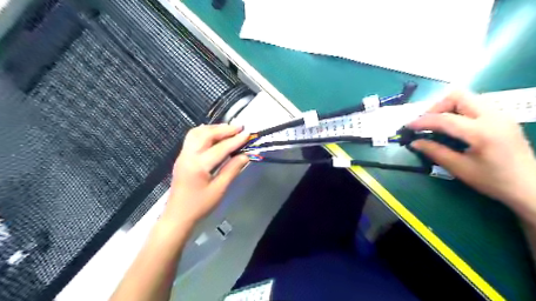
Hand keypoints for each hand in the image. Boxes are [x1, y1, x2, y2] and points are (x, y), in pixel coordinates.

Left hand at [162, 123, 249, 225]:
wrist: (177, 216)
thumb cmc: (200, 206)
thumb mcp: (219, 189)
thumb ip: (232, 170)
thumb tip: (245, 155)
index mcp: (198, 166)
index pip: (220, 148)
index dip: (235, 140)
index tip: (248, 133)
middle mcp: (188, 156)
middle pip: (206, 134)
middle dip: (224, 129)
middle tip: (239, 127)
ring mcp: (183, 155)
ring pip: (197, 133)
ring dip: (213, 128)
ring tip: (228, 129)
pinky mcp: (182, 157)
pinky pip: (192, 138)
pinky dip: (205, 132)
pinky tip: (214, 135)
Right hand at [409, 92, 535, 211]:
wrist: (531, 186)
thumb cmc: (494, 181)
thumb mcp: (460, 168)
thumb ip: (435, 152)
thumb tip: (414, 142)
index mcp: (482, 132)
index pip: (445, 118)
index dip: (422, 121)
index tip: (407, 126)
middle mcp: (493, 116)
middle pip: (458, 96)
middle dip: (436, 107)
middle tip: (426, 123)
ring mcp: (501, 114)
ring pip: (467, 97)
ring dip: (448, 107)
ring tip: (437, 124)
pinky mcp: (503, 117)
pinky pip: (475, 104)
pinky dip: (459, 110)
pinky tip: (454, 125)